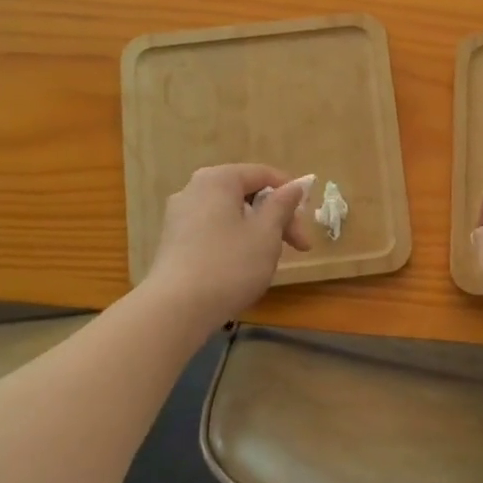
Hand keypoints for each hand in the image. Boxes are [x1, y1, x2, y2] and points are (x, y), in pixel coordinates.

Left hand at [144, 164, 312, 328]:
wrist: (176, 309)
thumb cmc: (230, 264)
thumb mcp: (267, 233)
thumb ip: (283, 204)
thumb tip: (295, 185)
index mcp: (218, 180)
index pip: (263, 174)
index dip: (291, 193)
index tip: (307, 220)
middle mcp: (194, 190)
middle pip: (246, 194)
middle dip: (277, 217)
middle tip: (299, 246)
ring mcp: (180, 217)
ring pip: (231, 215)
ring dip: (258, 232)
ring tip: (272, 259)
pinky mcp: (174, 242)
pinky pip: (214, 231)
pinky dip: (235, 242)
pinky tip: (243, 268)